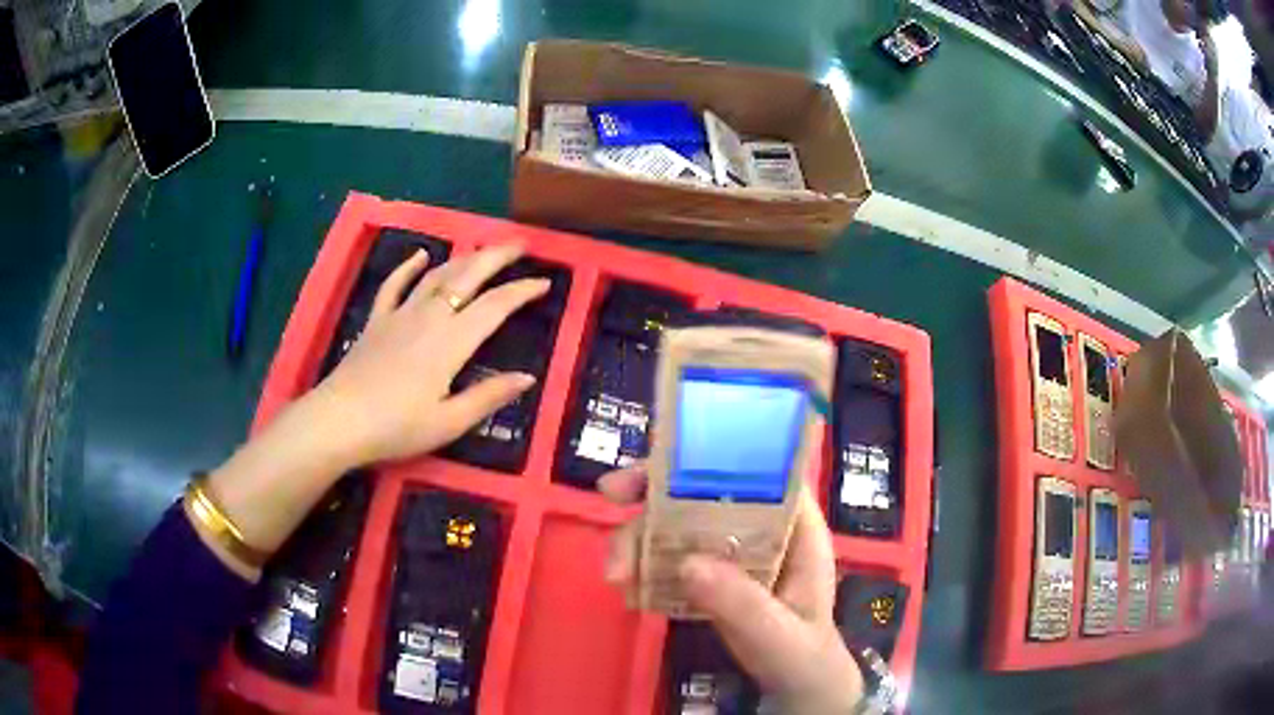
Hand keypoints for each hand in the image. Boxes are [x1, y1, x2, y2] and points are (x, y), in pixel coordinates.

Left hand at [195, 245, 545, 579]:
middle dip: (497, 256)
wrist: (339, 421)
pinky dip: (408, 266)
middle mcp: (429, 317)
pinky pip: (394, 285)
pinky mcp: (377, 320)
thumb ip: (489, 396)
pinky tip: (421, 254)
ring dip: (463, 257)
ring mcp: (400, 315)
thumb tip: (528, 378)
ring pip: (436, 275)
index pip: (495, 306)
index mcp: (451, 342)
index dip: (522, 291)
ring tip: (483, 248)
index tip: (545, 282)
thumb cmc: (396, 427)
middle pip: (468, 275)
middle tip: (520, 244)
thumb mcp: (449, 422)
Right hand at [599, 468, 863, 714]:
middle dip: (652, 501)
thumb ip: (743, 604)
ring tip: (617, 578)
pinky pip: (673, 559)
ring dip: (640, 542)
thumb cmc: (802, 655)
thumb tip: (686, 563)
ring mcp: (733, 552)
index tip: (650, 469)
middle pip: (703, 493)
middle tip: (609, 510)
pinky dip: (645, 570)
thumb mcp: (779, 633)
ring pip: (680, 526)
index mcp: (795, 526)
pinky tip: (630, 593)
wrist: (796, 684)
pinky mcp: (712, 576)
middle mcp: (762, 529)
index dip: (704, 458)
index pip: (753, 471)